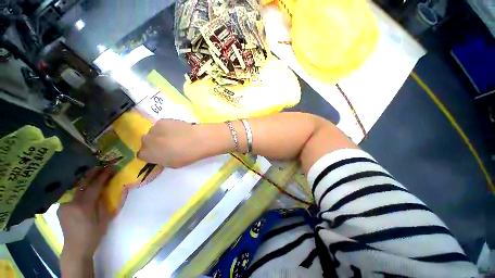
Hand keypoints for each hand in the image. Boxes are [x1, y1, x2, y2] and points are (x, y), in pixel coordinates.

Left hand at [58, 167, 113, 259]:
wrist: (76, 247)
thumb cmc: (93, 234)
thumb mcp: (103, 219)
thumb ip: (102, 203)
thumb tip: (103, 190)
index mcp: (84, 206)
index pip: (94, 186)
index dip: (103, 176)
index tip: (111, 168)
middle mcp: (71, 203)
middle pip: (82, 184)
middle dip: (93, 173)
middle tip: (102, 166)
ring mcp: (64, 205)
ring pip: (76, 188)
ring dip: (85, 180)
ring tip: (93, 173)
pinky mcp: (61, 208)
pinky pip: (71, 195)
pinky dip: (79, 188)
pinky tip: (83, 186)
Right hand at [138, 119, 200, 167]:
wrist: (196, 140)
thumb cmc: (186, 156)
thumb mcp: (171, 164)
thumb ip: (161, 159)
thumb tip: (160, 156)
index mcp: (146, 154)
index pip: (142, 154)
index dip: (152, 154)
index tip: (160, 154)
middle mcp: (145, 140)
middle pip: (146, 142)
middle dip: (154, 143)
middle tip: (168, 144)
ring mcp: (153, 129)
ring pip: (154, 132)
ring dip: (160, 134)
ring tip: (175, 136)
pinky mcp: (162, 120)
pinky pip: (161, 125)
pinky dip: (167, 127)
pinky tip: (177, 129)